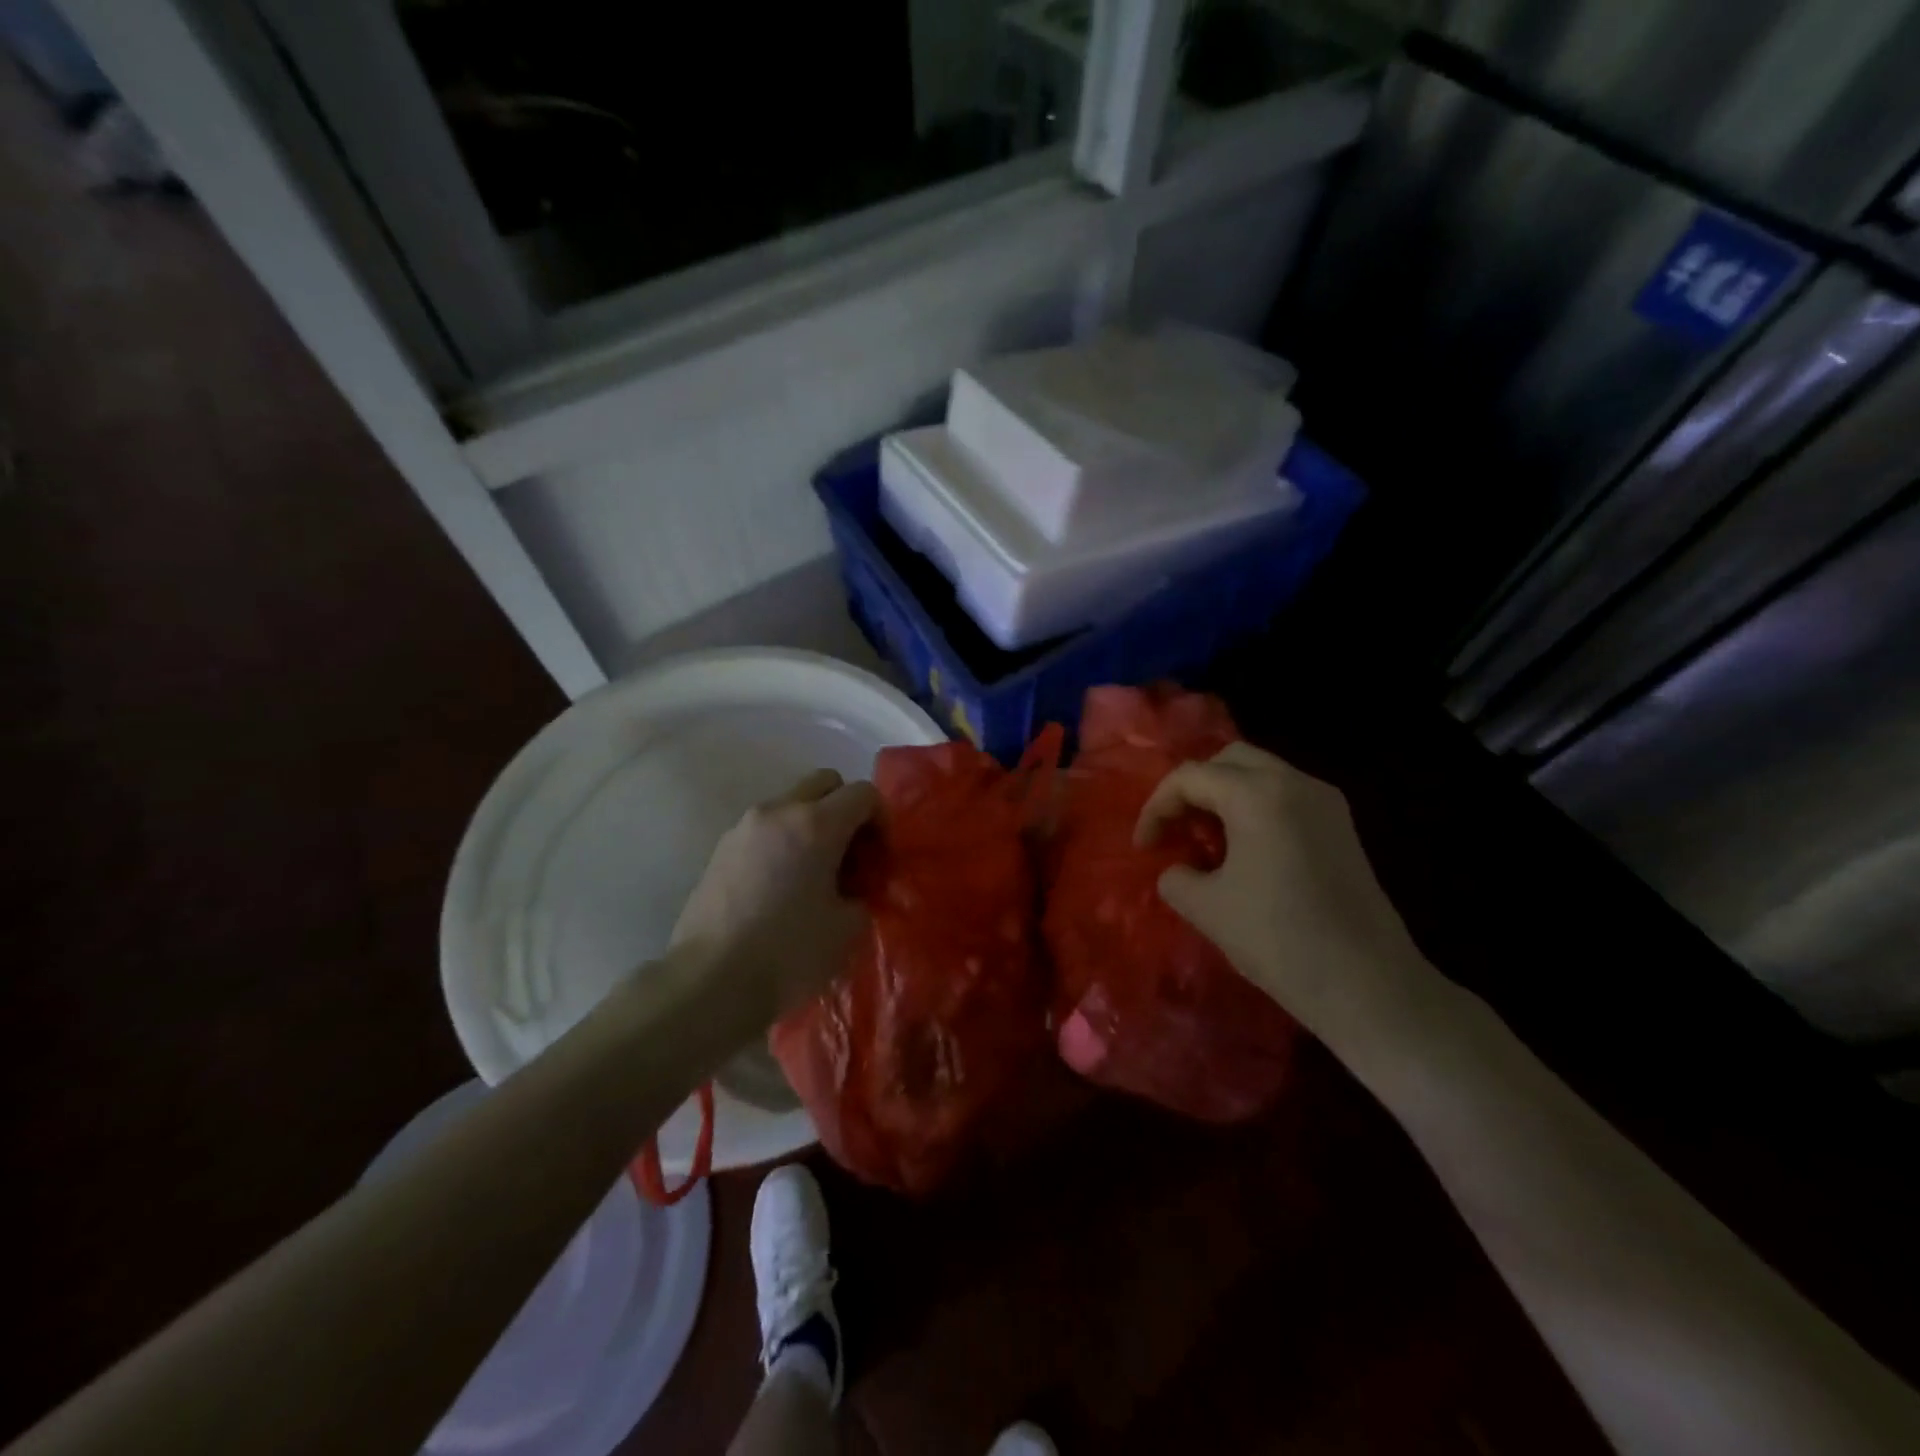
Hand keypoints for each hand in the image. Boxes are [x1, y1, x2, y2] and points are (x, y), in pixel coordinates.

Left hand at [670, 769, 879, 1024]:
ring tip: (813, 874)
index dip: (881, 820)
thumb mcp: (848, 928)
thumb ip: (862, 894)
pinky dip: (782, 843)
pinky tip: (780, 888)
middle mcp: (778, 811)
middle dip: (845, 809)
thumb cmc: (789, 953)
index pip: (863, 793)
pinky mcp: (719, 850)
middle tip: (850, 854)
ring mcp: (743, 828)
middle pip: (824, 783)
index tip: (879, 858)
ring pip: (790, 805)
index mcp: (816, 824)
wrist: (710, 982)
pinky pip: (764, 830)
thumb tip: (853, 889)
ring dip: (811, 826)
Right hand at [1136, 743, 1429, 1041]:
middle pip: (1229, 759)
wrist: (1368, 986)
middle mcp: (1295, 783)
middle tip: (1176, 828)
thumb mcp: (1206, 909)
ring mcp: (1326, 802)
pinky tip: (1246, 851)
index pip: (1190, 777)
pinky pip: (1287, 796)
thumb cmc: (1278, 939)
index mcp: (1257, 794)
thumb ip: (1176, 877)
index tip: (1144, 847)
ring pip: (1262, 774)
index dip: (1156, 807)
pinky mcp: (1343, 827)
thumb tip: (1179, 870)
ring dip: (1226, 796)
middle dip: (1193, 788)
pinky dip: (1255, 808)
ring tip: (1207, 841)